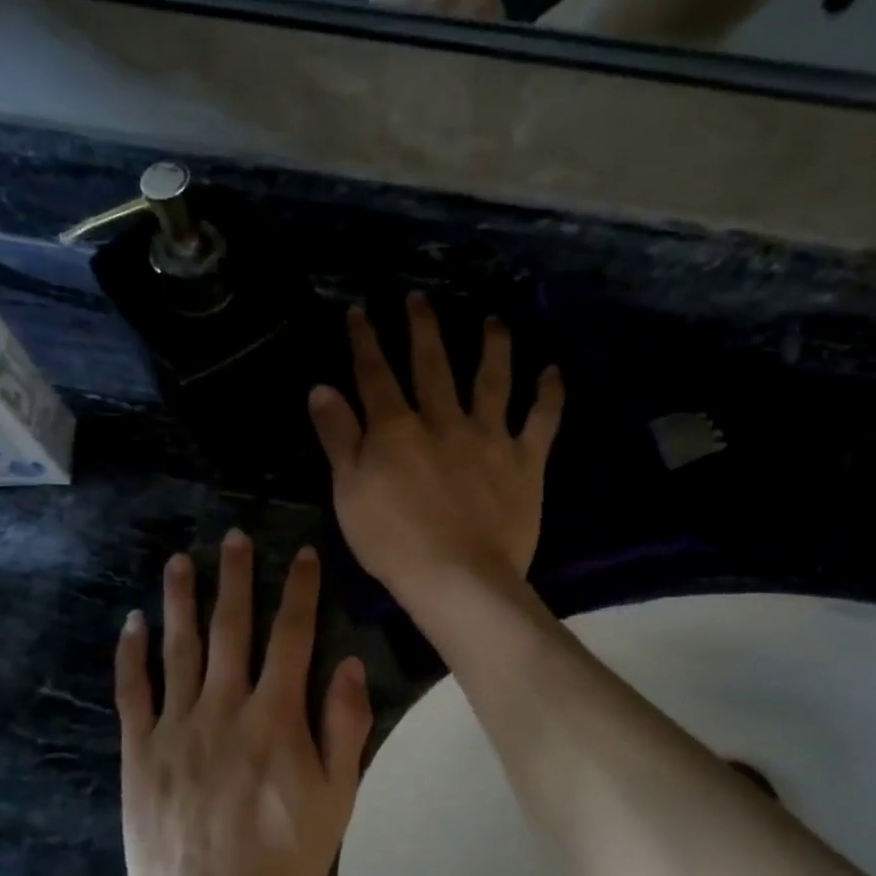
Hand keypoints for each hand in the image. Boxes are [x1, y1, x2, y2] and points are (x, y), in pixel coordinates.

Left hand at [114, 533, 372, 875]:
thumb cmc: (283, 858)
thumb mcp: (336, 798)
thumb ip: (344, 727)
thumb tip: (348, 664)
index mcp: (276, 717)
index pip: (292, 637)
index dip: (300, 592)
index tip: (302, 555)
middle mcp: (225, 707)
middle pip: (232, 629)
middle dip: (236, 579)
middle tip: (234, 537)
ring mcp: (176, 726)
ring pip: (179, 648)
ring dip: (181, 601)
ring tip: (180, 561)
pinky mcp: (139, 751)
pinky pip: (133, 692)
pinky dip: (132, 655)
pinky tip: (132, 624)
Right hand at [308, 294, 563, 607]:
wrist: (457, 578)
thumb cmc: (393, 542)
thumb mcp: (348, 492)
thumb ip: (338, 437)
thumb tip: (322, 388)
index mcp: (396, 429)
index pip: (375, 374)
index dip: (365, 340)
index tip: (360, 310)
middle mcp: (443, 421)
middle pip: (433, 365)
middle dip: (423, 328)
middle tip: (420, 298)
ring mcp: (488, 438)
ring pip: (492, 380)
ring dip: (493, 346)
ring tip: (494, 320)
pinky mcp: (524, 462)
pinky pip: (541, 421)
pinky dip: (549, 395)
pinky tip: (553, 371)